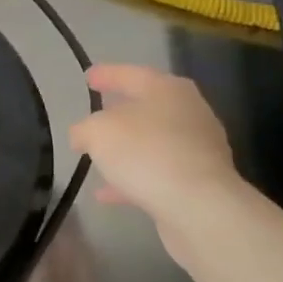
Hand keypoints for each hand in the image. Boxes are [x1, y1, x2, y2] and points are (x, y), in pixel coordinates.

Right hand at [68, 64, 241, 222]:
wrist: (200, 207)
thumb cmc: (147, 153)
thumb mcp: (99, 132)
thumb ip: (85, 129)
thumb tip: (82, 135)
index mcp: (167, 89)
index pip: (131, 74)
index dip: (107, 75)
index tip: (88, 78)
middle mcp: (189, 112)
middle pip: (148, 107)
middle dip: (120, 113)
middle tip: (96, 116)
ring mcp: (198, 148)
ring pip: (153, 143)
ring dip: (127, 150)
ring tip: (98, 159)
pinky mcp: (200, 182)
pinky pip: (159, 173)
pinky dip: (134, 179)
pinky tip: (108, 195)